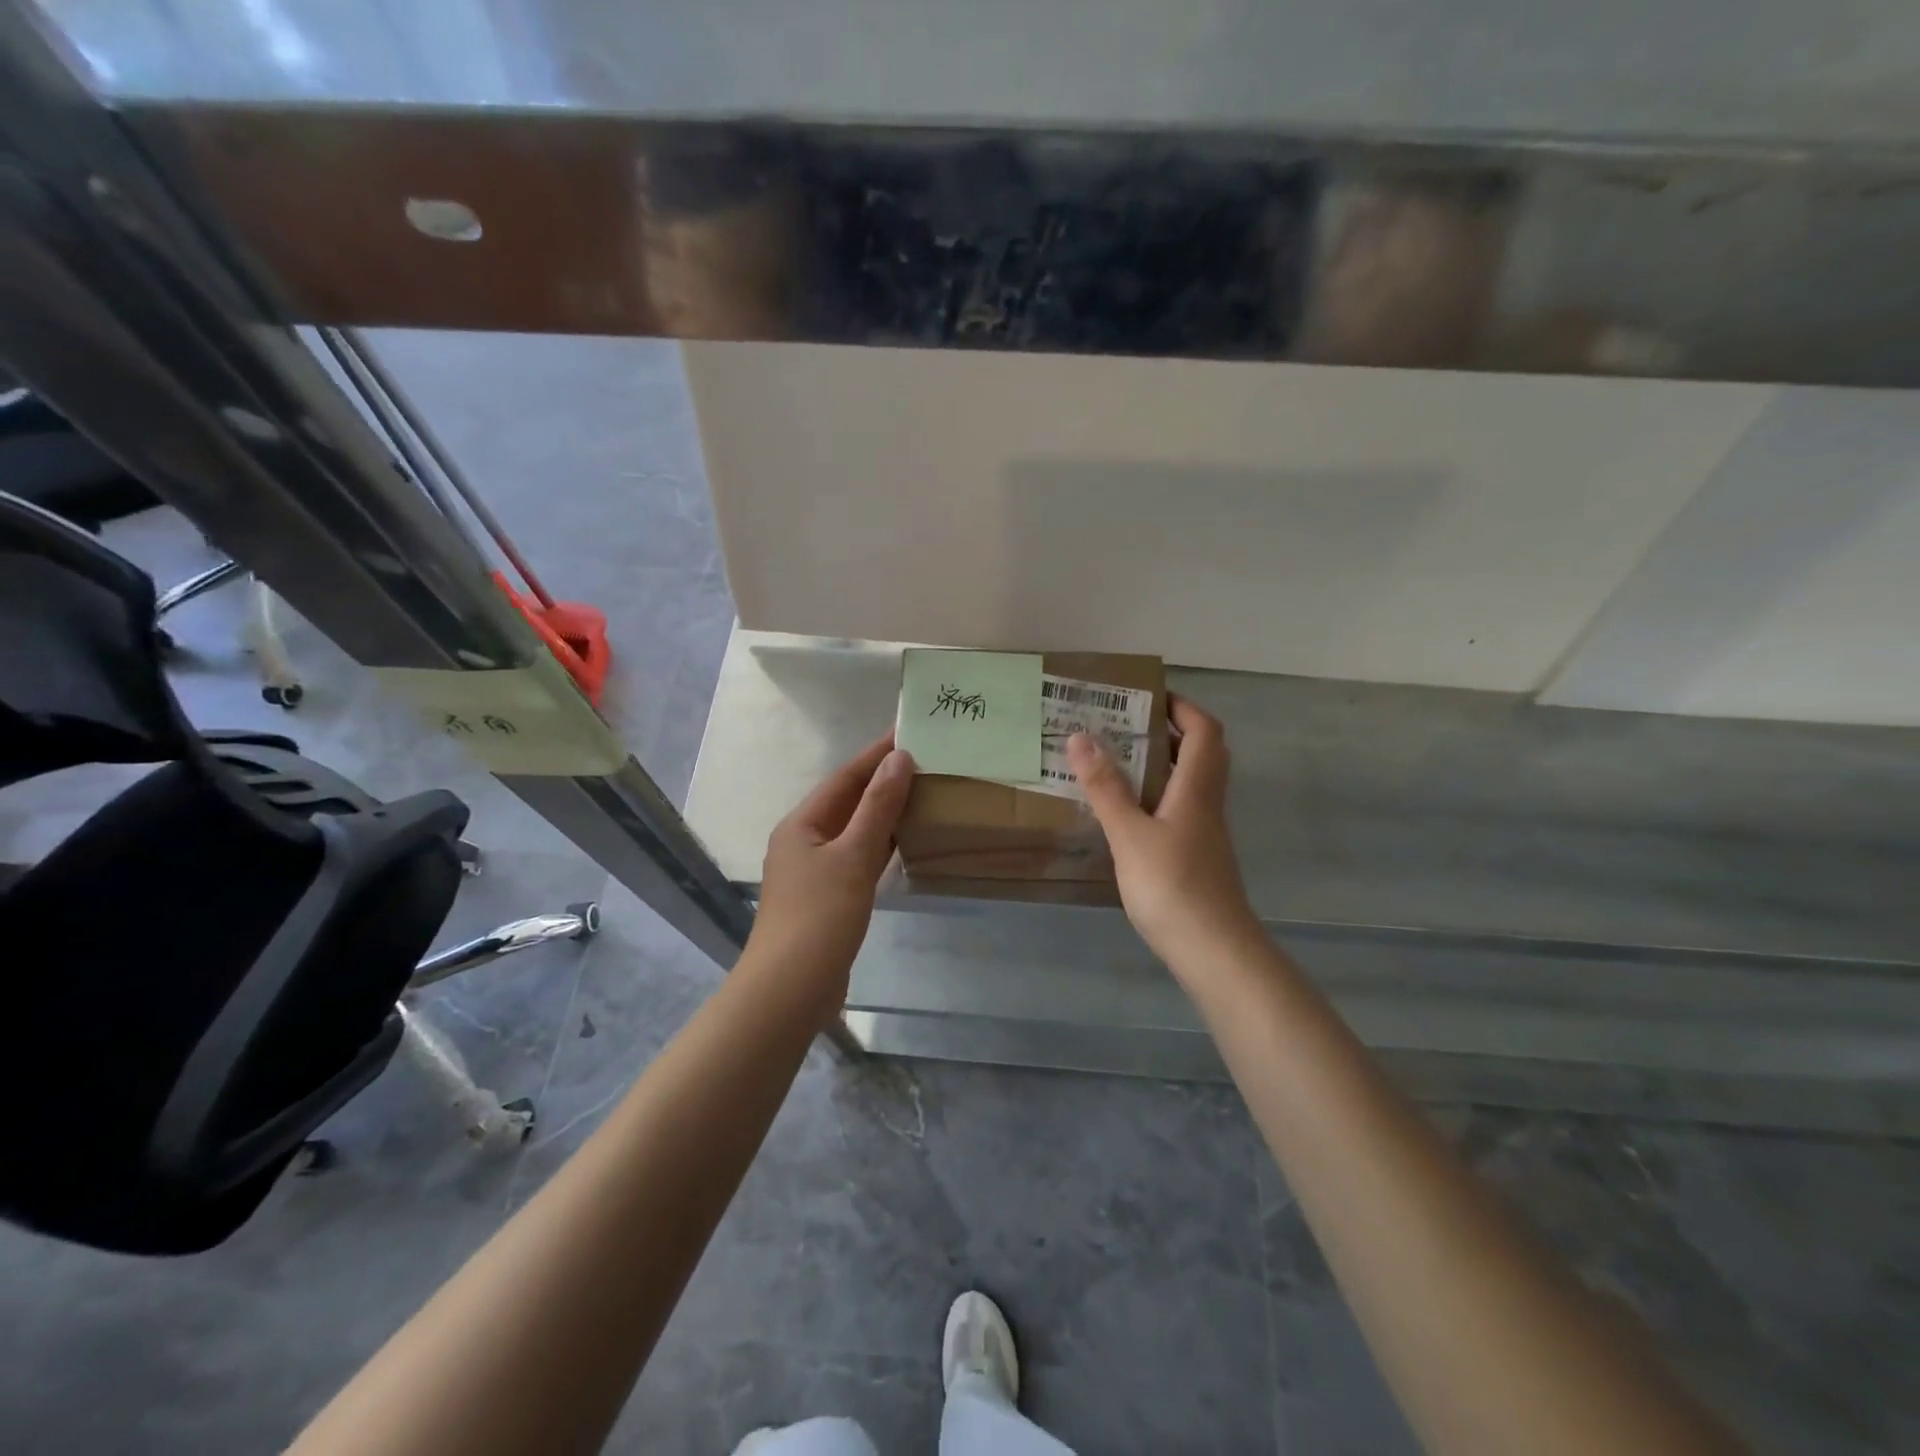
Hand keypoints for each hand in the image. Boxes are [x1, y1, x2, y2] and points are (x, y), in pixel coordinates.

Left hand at [752, 735, 914, 1019]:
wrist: (791, 990)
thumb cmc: (820, 917)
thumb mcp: (853, 857)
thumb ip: (878, 807)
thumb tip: (900, 759)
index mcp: (802, 824)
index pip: (845, 777)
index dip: (877, 754)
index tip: (910, 732)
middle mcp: (804, 841)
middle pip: (848, 801)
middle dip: (884, 781)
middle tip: (926, 761)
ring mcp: (815, 871)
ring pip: (854, 830)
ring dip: (884, 812)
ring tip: (923, 792)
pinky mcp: (828, 897)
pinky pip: (858, 857)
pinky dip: (881, 845)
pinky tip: (905, 841)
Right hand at [1067, 696, 1260, 977]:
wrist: (1213, 951)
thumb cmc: (1172, 886)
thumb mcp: (1129, 835)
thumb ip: (1105, 788)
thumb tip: (1081, 737)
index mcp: (1196, 789)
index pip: (1204, 731)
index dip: (1182, 707)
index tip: (1147, 697)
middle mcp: (1207, 804)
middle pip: (1202, 753)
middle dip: (1169, 732)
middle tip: (1126, 727)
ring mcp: (1205, 832)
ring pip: (1191, 783)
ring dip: (1162, 765)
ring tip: (1117, 763)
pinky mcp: (1197, 856)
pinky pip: (1180, 810)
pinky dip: (1157, 797)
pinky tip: (1127, 813)